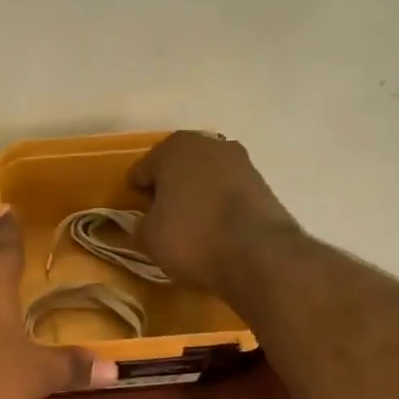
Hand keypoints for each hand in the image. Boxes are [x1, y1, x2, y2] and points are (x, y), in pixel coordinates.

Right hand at [127, 131, 301, 295]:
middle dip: (168, 189)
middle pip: (177, 168)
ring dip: (196, 196)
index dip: (136, 194)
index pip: (142, 170)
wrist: (258, 254)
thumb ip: (139, 226)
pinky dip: (219, 206)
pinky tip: (215, 230)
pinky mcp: (263, 184)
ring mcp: (240, 162)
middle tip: (161, 219)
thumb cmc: (191, 237)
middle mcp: (208, 144)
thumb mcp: (148, 238)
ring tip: (190, 227)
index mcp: (173, 148)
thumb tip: (145, 225)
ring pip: (205, 178)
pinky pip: (228, 193)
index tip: (136, 216)